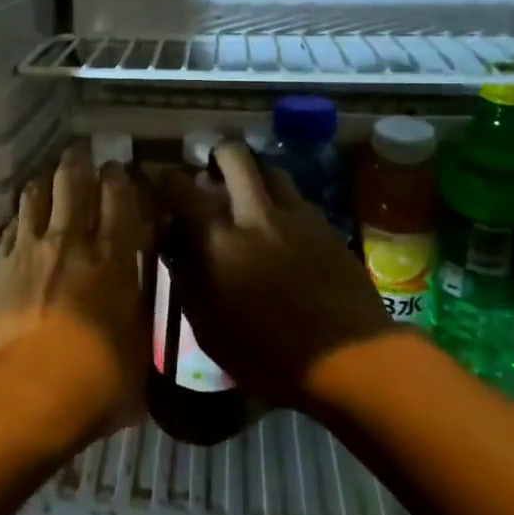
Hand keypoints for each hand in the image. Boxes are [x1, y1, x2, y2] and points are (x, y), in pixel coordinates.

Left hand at [0, 142, 150, 445]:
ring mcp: (30, 249)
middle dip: (79, 162)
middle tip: (82, 154)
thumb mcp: (139, 348)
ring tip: (48, 177)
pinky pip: (8, 226)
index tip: (119, 169)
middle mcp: (71, 241)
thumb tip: (137, 291)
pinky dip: (18, 216)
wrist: (27, 392)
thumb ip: (138, 309)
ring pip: (35, 195)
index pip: (119, 198)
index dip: (119, 178)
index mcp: (113, 257)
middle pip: (73, 182)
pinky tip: (20, 217)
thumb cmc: (98, 379)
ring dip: (44, 181)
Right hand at [160, 141, 394, 405]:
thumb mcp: (209, 328)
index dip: (167, 180)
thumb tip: (174, 244)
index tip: (163, 185)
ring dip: (254, 176)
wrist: (350, 359)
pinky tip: (281, 225)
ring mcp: (297, 216)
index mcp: (219, 239)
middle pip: (234, 156)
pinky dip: (281, 201)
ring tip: (248, 196)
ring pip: (271, 170)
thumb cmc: (268, 355)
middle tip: (210, 174)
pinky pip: (298, 197)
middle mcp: (256, 214)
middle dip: (216, 155)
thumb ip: (186, 277)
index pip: (181, 188)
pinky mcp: (327, 226)